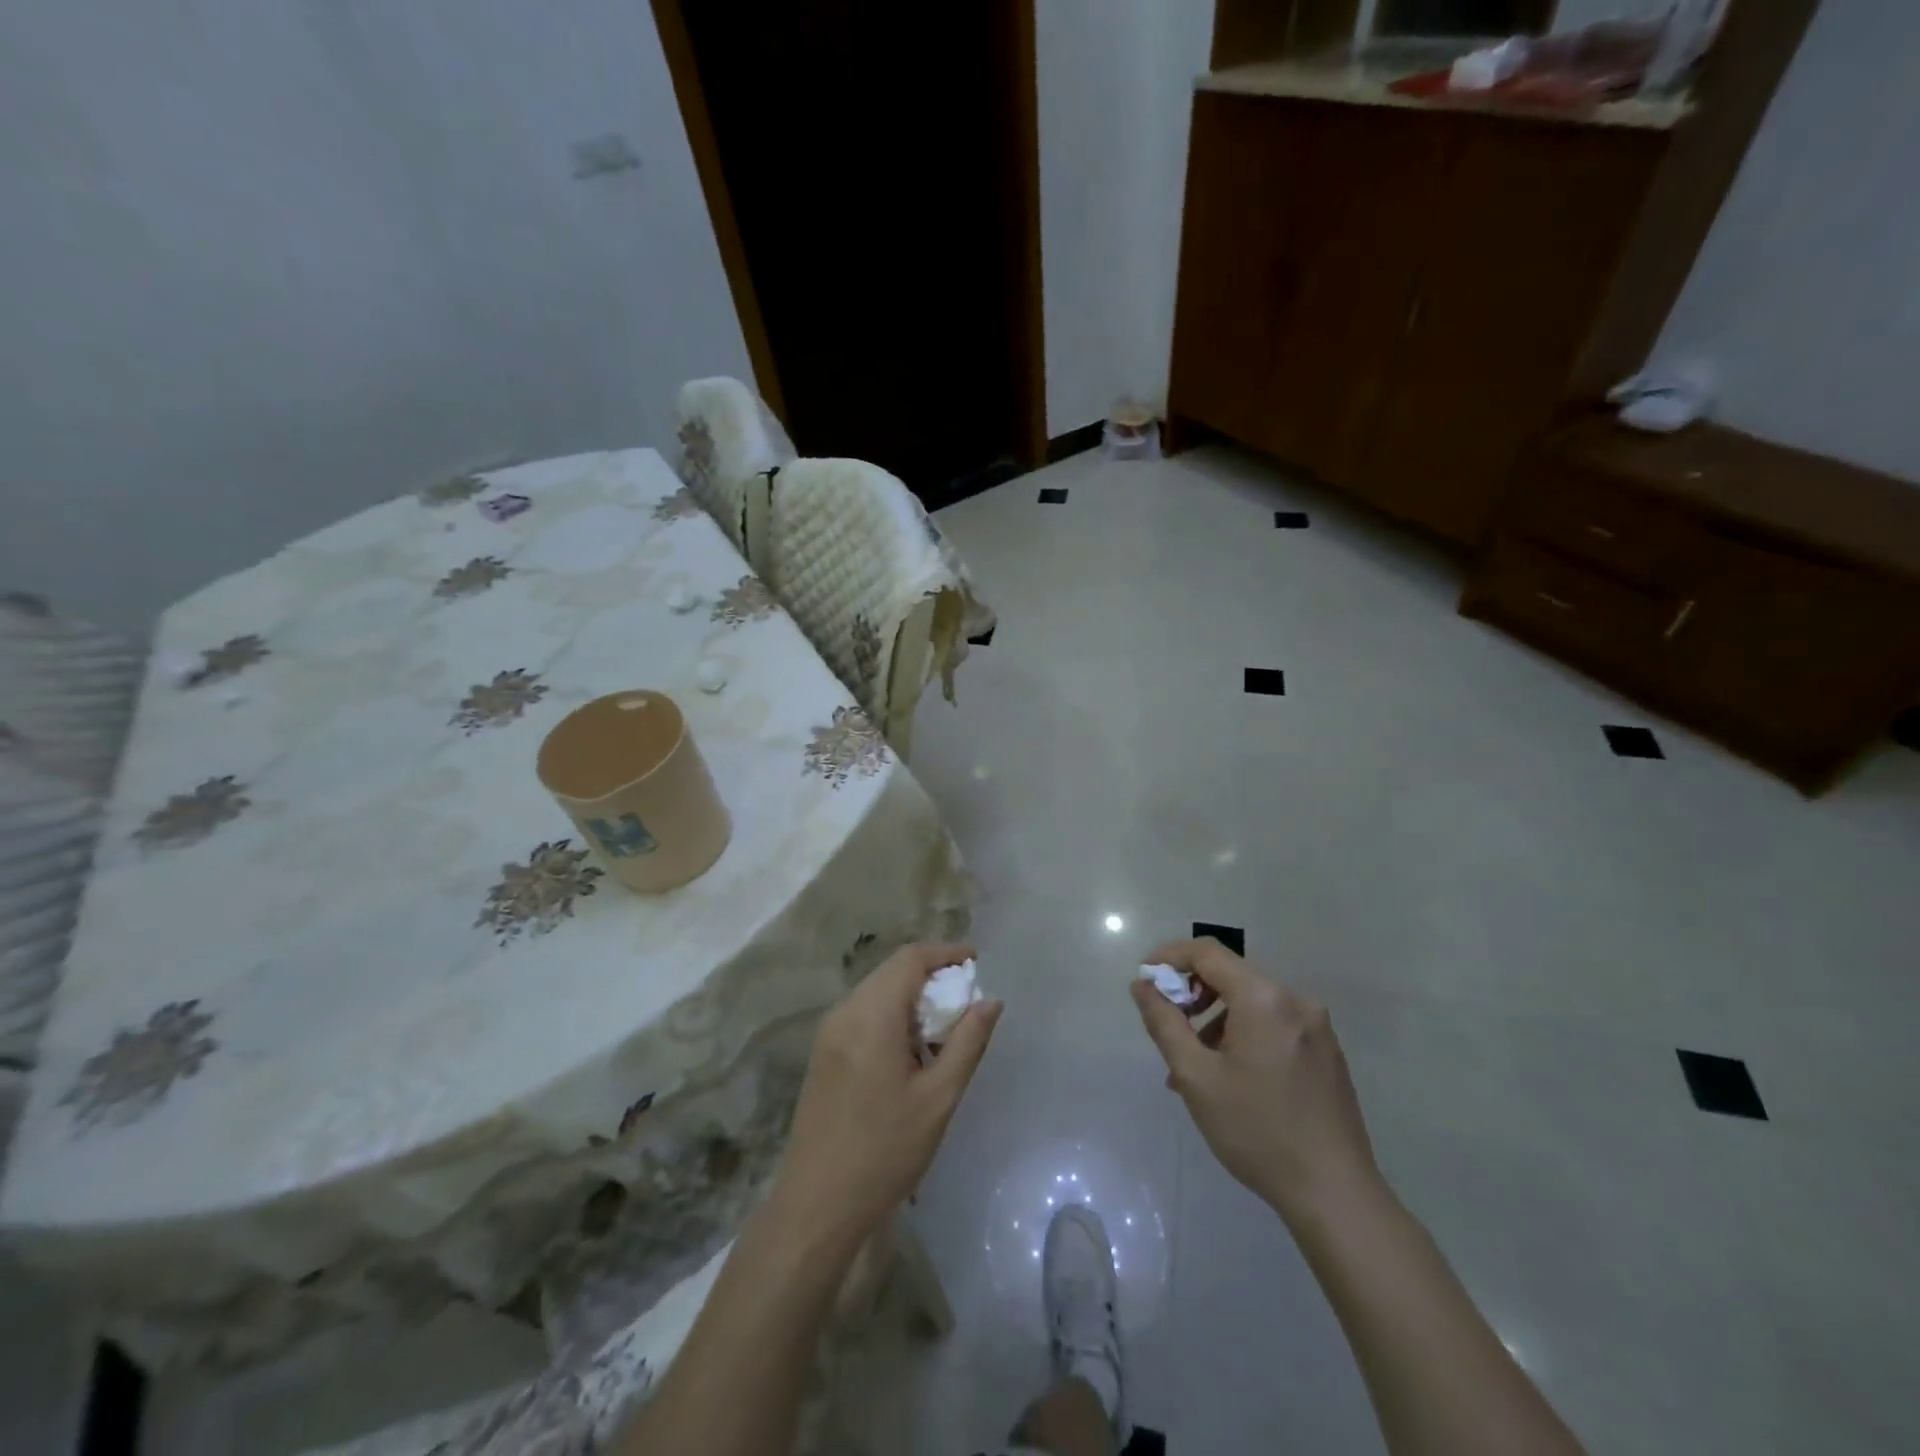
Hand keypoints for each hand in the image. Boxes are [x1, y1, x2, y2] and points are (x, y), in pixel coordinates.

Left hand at [774, 943, 1000, 1248]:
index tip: (976, 960)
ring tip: (944, 1026)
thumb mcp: (938, 1098)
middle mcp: (845, 1012)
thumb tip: (990, 1000)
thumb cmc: (884, 1151)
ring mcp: (829, 1031)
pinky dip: (892, 1013)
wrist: (817, 1203)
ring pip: (877, 990)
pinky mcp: (824, 1051)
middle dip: (931, 974)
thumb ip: (967, 1042)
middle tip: (966, 997)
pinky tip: (912, 1047)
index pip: (910, 959)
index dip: (945, 952)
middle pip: (892, 970)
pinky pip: (863, 1011)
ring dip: (911, 994)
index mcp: (871, 1016)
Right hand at [1132, 938, 1377, 1223]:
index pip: (1207, 953)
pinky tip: (1231, 1076)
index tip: (1146, 980)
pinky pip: (1274, 1023)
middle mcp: (1295, 999)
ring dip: (1216, 1018)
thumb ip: (1164, 1022)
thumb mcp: (1195, 1076)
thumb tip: (1143, 985)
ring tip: (1195, 1064)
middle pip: (1231, 974)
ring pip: (1252, 1001)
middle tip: (1168, 1025)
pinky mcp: (1327, 1050)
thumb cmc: (1256, 1131)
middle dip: (1192, 992)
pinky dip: (1244, 1033)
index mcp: (1264, 998)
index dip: (1170, 957)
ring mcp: (1317, 1025)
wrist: (1335, 1193)